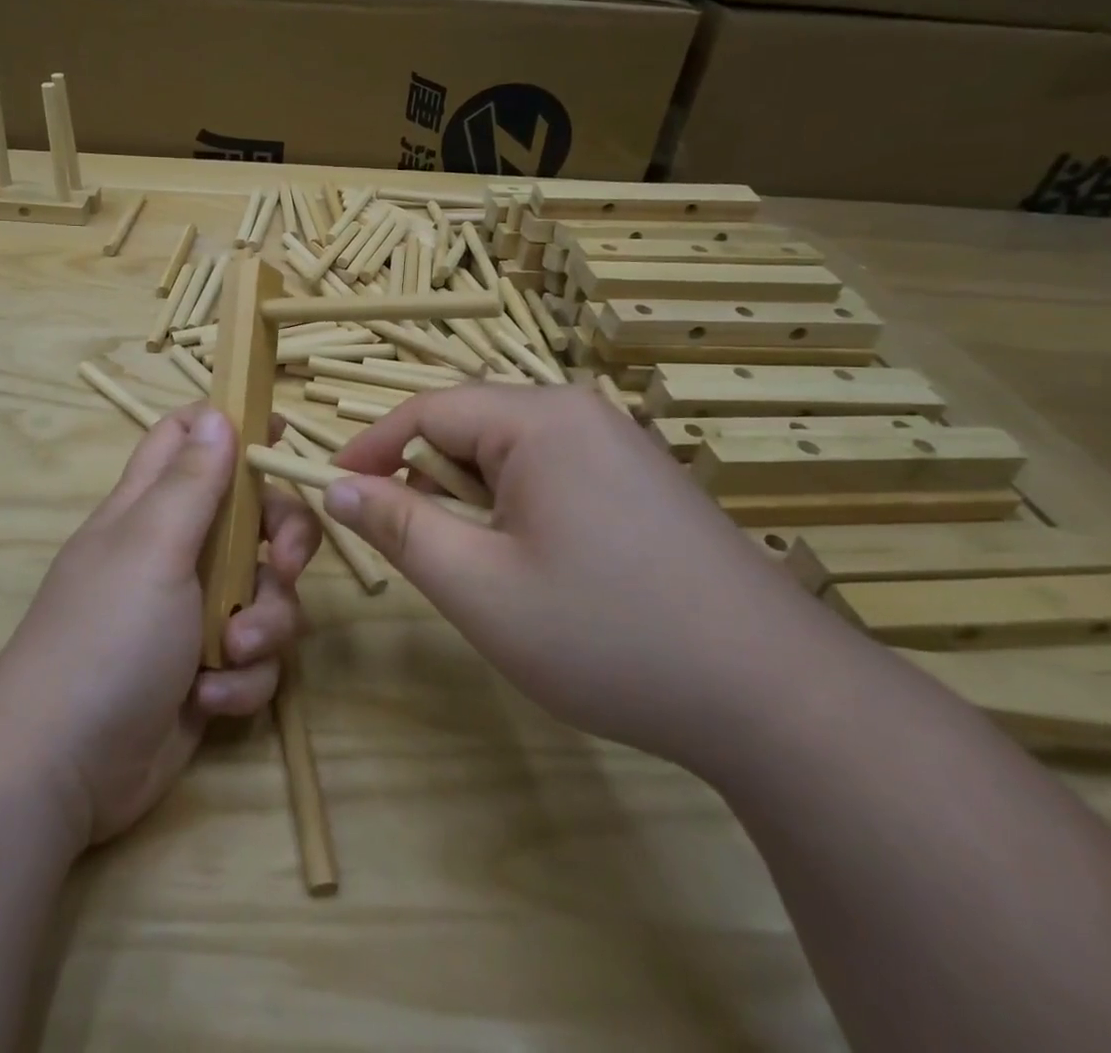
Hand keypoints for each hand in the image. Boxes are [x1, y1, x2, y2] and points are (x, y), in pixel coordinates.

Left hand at [0, 403, 318, 845]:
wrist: (64, 769)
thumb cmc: (106, 636)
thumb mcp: (153, 547)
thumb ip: (191, 481)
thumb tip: (216, 411)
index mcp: (151, 509)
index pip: (185, 439)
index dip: (230, 427)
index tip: (280, 437)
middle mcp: (176, 553)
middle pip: (253, 517)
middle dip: (283, 540)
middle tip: (287, 564)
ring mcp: (193, 613)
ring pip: (266, 592)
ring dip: (264, 626)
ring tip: (231, 655)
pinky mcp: (207, 670)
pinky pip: (255, 657)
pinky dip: (241, 680)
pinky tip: (207, 701)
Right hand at [325, 384, 824, 766]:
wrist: (778, 700)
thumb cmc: (607, 635)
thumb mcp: (479, 586)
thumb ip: (398, 527)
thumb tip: (336, 487)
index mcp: (538, 419)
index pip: (425, 411)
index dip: (370, 449)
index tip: (332, 490)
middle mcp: (579, 413)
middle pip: (469, 427)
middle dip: (427, 482)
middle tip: (416, 550)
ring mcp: (618, 444)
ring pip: (509, 454)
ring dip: (473, 500)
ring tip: (483, 568)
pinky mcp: (641, 479)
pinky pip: (551, 473)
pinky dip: (517, 509)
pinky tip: (540, 568)